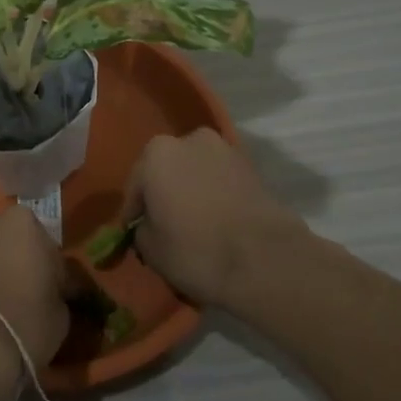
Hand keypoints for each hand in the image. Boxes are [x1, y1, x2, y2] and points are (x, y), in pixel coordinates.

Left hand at [0, 207, 70, 382]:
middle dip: (18, 261)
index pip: (46, 243)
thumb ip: (56, 290)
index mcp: (24, 224)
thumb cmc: (24, 324)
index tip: (53, 292)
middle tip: (25, 294)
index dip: (52, 269)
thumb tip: (50, 292)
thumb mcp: (60, 313)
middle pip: (11, 240)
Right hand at [121, 128, 300, 306]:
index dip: (134, 212)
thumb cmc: (196, 250)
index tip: (134, 232)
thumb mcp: (151, 249)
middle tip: (165, 224)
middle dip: (164, 192)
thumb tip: (150, 225)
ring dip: (191, 190)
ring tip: (194, 223)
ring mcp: (225, 150)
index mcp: (156, 153)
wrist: (266, 260)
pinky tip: (217, 220)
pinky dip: (215, 194)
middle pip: (167, 170)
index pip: (135, 185)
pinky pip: (221, 180)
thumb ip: (142, 229)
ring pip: (196, 172)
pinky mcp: (253, 168)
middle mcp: (189, 140)